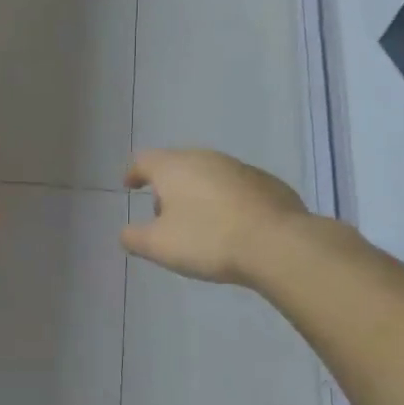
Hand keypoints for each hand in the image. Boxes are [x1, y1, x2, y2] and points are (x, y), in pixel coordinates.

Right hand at [121, 149, 307, 283]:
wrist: (277, 243)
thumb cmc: (208, 240)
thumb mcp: (159, 246)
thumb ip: (135, 237)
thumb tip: (126, 232)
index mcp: (175, 167)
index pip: (144, 160)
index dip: (133, 173)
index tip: (130, 186)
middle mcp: (206, 158)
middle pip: (177, 165)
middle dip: (167, 187)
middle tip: (163, 214)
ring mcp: (240, 168)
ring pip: (208, 174)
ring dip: (198, 193)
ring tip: (198, 223)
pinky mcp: (267, 183)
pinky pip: (235, 188)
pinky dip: (225, 201)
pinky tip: (231, 226)